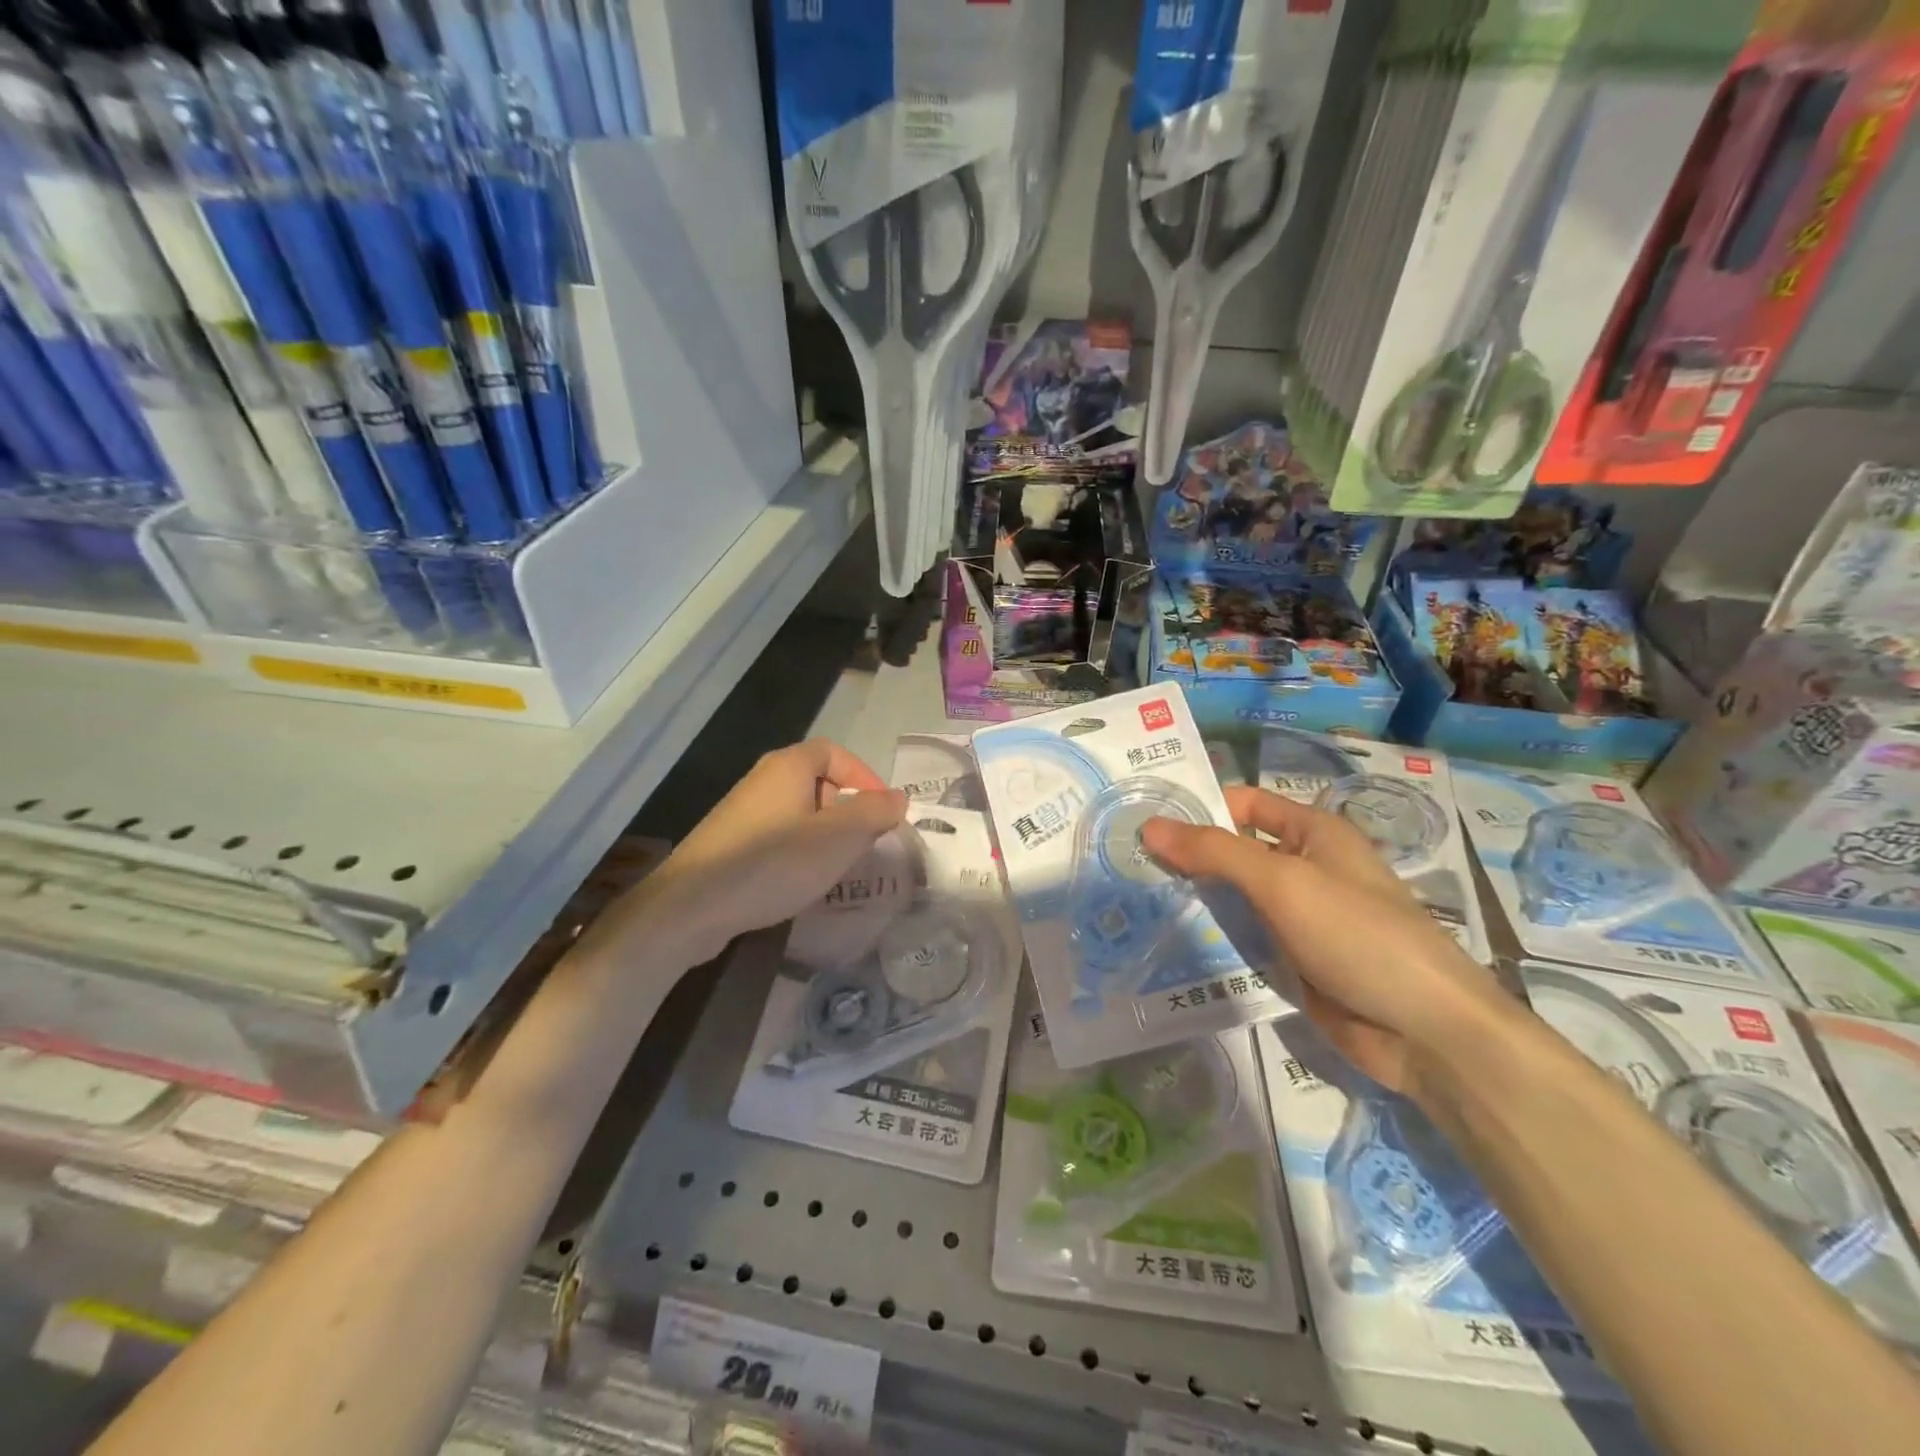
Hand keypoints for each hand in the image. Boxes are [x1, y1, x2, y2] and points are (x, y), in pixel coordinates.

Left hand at [593, 741, 906, 968]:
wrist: (692, 906)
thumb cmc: (774, 862)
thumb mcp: (839, 837)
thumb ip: (874, 813)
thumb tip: (897, 798)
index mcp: (788, 767)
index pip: (834, 752)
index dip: (864, 776)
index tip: (881, 811)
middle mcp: (763, 781)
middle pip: (817, 782)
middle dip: (846, 810)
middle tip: (862, 843)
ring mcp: (743, 813)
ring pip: (799, 814)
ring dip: (824, 836)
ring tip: (836, 867)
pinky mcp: (730, 845)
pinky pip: (777, 837)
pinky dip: (798, 853)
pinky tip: (800, 883)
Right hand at [1140, 786, 1504, 1098]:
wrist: (1425, 1032)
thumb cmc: (1357, 935)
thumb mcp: (1283, 882)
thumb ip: (1215, 852)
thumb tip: (1150, 826)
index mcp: (1313, 833)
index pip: (1244, 804)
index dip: (1199, 805)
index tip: (1143, 817)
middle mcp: (1305, 868)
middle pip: (1234, 851)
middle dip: (1186, 856)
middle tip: (1124, 861)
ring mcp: (1298, 918)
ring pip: (1234, 898)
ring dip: (1194, 899)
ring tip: (1132, 900)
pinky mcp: (1293, 961)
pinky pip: (1244, 940)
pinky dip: (1212, 938)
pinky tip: (1167, 942)